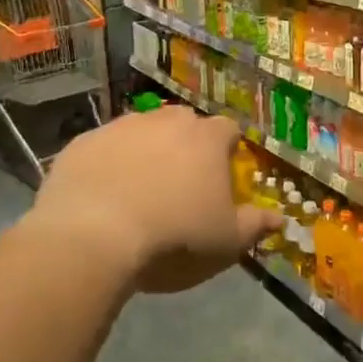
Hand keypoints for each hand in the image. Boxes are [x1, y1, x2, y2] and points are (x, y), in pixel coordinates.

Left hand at [31, 106, 281, 293]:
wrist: (92, 238)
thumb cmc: (174, 236)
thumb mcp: (226, 241)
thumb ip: (255, 225)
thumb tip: (280, 217)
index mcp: (207, 138)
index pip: (228, 130)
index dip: (226, 151)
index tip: (220, 176)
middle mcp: (167, 120)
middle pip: (184, 125)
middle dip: (184, 147)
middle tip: (178, 185)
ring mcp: (121, 127)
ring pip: (141, 132)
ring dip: (143, 152)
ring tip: (135, 192)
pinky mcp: (82, 142)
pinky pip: (101, 149)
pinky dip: (105, 166)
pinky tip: (99, 197)